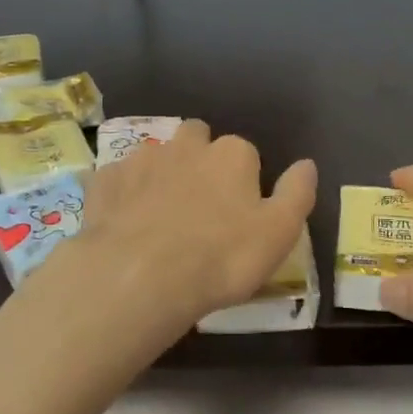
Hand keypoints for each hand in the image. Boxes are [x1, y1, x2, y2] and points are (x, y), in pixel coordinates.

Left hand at [55, 121, 316, 355]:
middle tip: (200, 203)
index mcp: (231, 155)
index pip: (245, 152)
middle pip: (197, 138)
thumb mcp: (278, 233)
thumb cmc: (221, 257)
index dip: (244, 179)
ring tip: (160, 215)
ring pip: (156, 155)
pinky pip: (119, 179)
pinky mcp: (105, 181)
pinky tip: (124, 223)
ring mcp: (141, 159)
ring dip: (161, 174)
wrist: (140, 274)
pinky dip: (124, 193)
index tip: (240, 211)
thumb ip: (296, 193)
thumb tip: (307, 164)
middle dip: (199, 158)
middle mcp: (186, 145)